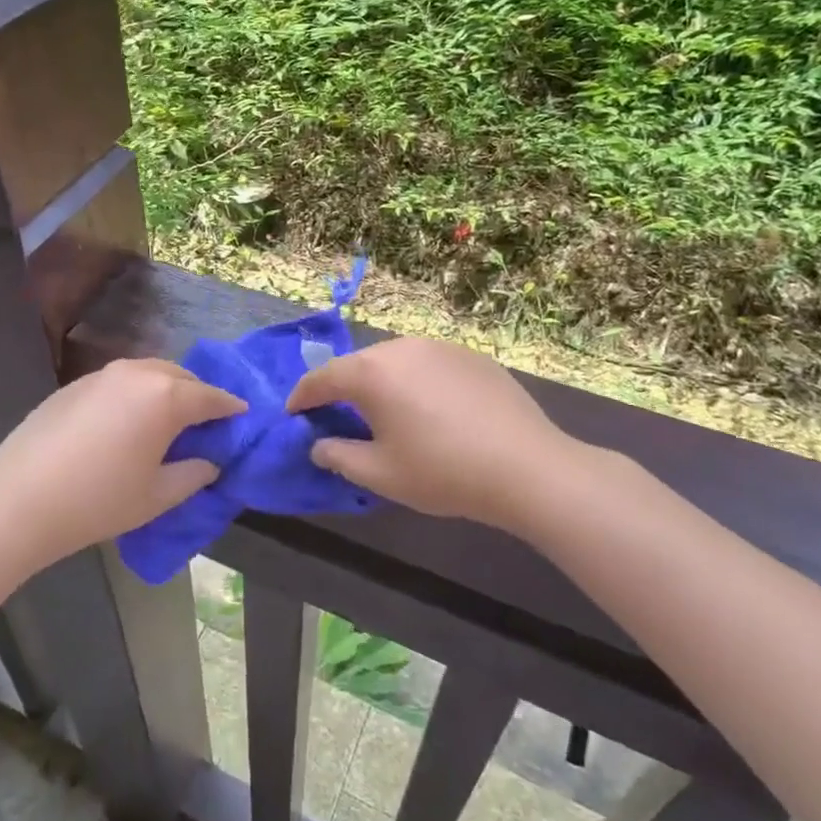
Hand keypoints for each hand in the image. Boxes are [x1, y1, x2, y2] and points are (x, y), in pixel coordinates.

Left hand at [0, 358, 245, 565]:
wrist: (19, 498)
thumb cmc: (98, 500)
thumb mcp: (157, 496)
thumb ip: (192, 474)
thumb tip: (209, 462)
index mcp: (166, 397)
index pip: (211, 397)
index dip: (230, 407)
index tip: (243, 416)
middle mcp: (138, 373)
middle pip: (181, 377)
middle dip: (199, 395)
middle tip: (206, 422)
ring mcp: (103, 374)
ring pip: (149, 373)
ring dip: (167, 389)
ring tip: (169, 418)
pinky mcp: (77, 383)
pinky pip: (121, 380)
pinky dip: (137, 392)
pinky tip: (129, 420)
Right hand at [286, 337, 591, 531]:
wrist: (526, 467)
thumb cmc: (442, 472)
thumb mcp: (380, 474)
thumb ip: (338, 456)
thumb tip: (319, 445)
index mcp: (371, 373)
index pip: (322, 378)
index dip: (303, 397)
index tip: (294, 414)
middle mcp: (400, 348)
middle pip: (358, 365)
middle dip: (342, 389)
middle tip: (338, 416)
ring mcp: (439, 347)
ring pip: (394, 360)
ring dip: (380, 382)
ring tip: (385, 411)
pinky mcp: (470, 355)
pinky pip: (427, 363)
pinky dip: (415, 381)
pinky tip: (430, 409)